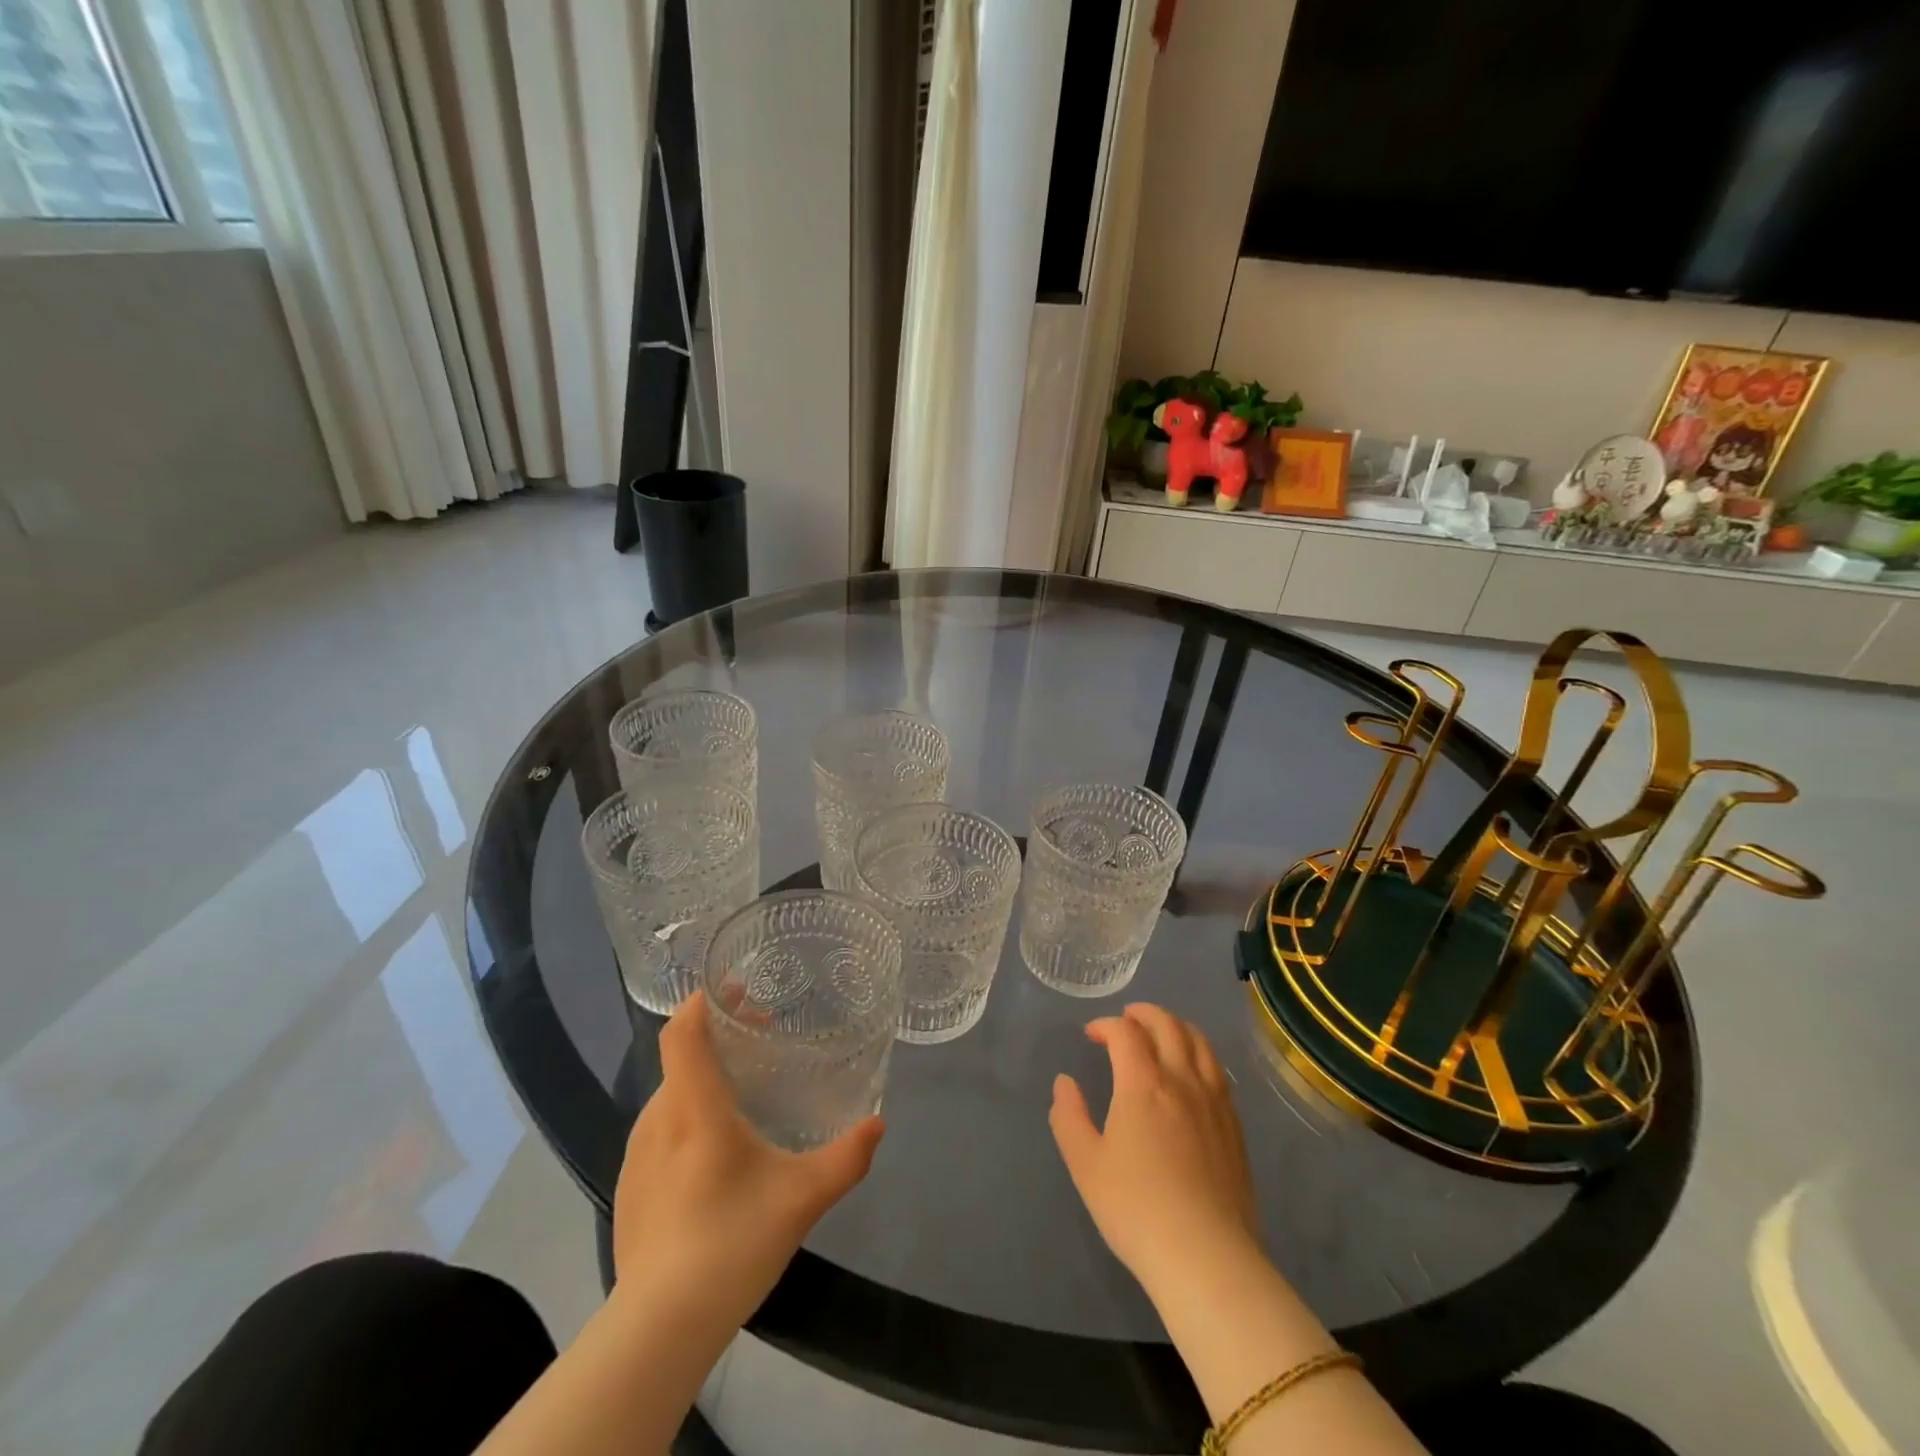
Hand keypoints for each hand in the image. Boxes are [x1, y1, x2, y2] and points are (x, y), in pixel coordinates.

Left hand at [611, 992, 883, 1324]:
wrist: (658, 1329)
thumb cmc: (731, 1244)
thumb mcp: (802, 1198)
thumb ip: (846, 1158)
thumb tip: (879, 1123)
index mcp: (694, 1110)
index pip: (683, 1034)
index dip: (704, 1002)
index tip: (735, 987)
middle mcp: (658, 1121)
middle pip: (681, 1059)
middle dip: (718, 1037)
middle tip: (760, 1037)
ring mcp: (636, 1156)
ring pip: (671, 1095)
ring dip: (703, 1078)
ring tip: (743, 1093)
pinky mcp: (628, 1188)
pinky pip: (660, 1130)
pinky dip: (687, 1115)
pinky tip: (715, 1152)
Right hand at [1049, 1004, 1260, 1295]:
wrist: (1206, 1257)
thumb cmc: (1136, 1208)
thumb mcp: (1085, 1165)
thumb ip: (1069, 1117)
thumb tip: (1065, 1083)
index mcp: (1143, 1083)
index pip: (1125, 1032)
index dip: (1105, 1025)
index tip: (1091, 1035)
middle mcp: (1182, 1080)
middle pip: (1167, 1025)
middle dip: (1143, 1013)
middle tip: (1126, 1019)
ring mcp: (1214, 1101)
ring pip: (1199, 1041)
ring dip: (1175, 1026)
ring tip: (1161, 1033)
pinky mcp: (1234, 1125)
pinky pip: (1218, 1070)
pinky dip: (1199, 1053)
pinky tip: (1191, 1072)